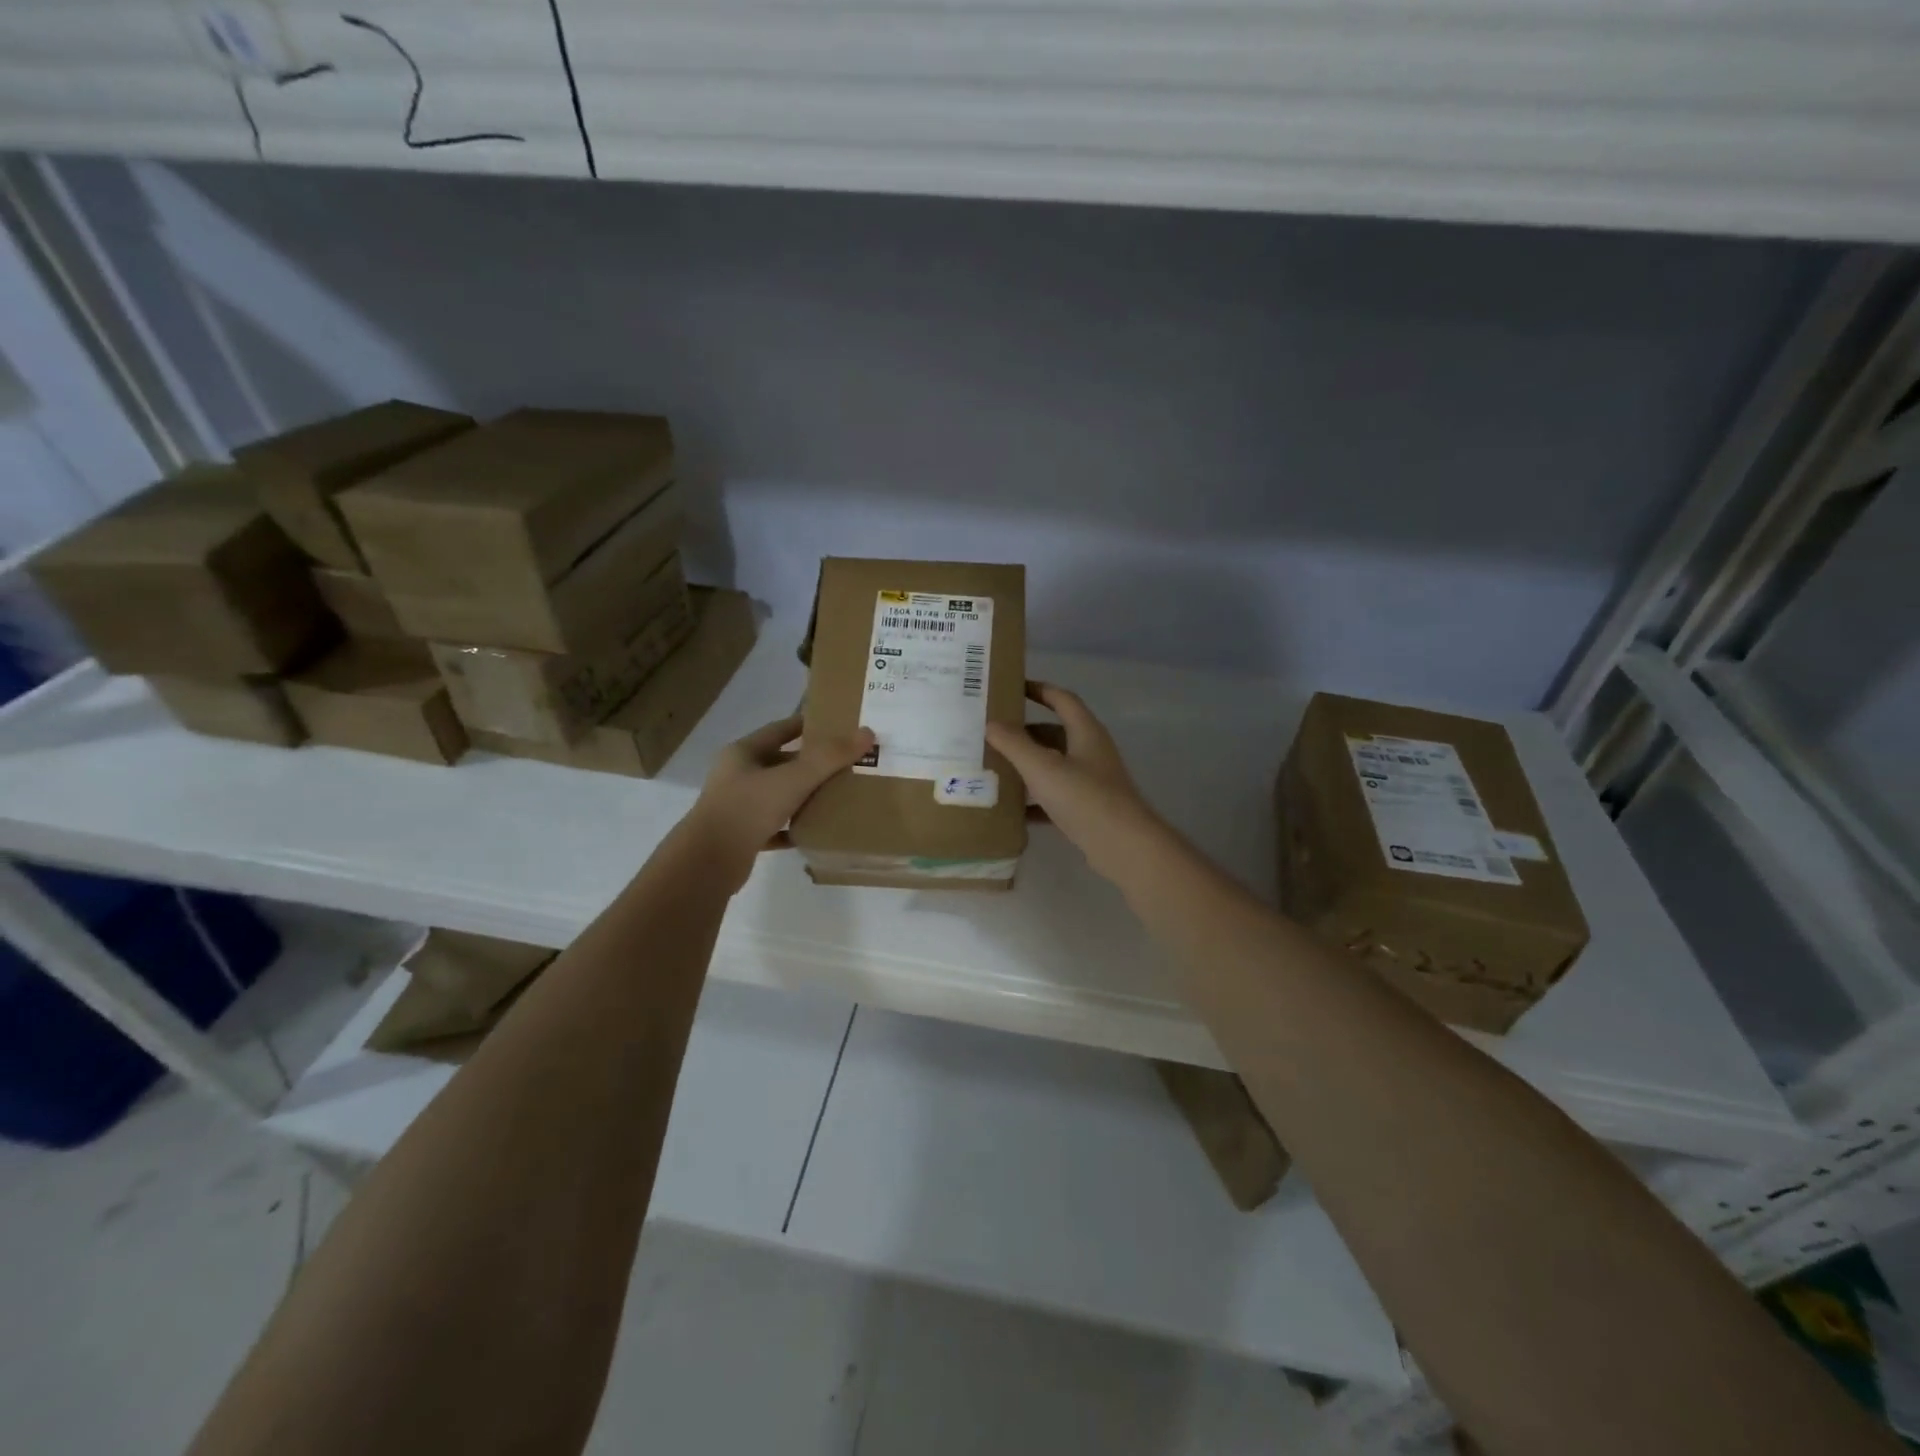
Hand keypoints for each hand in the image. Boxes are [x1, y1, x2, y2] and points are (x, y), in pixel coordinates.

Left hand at [682, 714, 873, 889]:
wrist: (709, 862)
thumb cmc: (748, 809)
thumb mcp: (793, 779)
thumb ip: (830, 757)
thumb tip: (867, 732)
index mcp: (743, 753)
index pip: (779, 730)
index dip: (807, 725)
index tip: (837, 725)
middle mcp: (737, 776)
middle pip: (780, 763)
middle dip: (811, 763)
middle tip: (846, 762)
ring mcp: (738, 807)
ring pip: (778, 795)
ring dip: (804, 794)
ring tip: (839, 794)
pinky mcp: (742, 836)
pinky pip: (775, 826)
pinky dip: (794, 826)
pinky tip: (816, 829)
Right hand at [985, 682, 1167, 882]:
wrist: (1123, 846)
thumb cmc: (1084, 797)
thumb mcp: (1043, 768)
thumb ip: (1015, 744)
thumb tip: (991, 723)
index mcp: (1086, 732)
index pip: (1062, 699)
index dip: (1039, 690)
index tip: (1011, 687)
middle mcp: (1091, 752)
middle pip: (1055, 733)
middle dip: (1025, 733)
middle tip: (993, 734)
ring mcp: (1091, 782)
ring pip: (1054, 766)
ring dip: (1028, 766)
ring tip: (994, 768)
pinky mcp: (1088, 810)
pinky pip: (1055, 797)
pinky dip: (1034, 800)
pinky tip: (1011, 809)